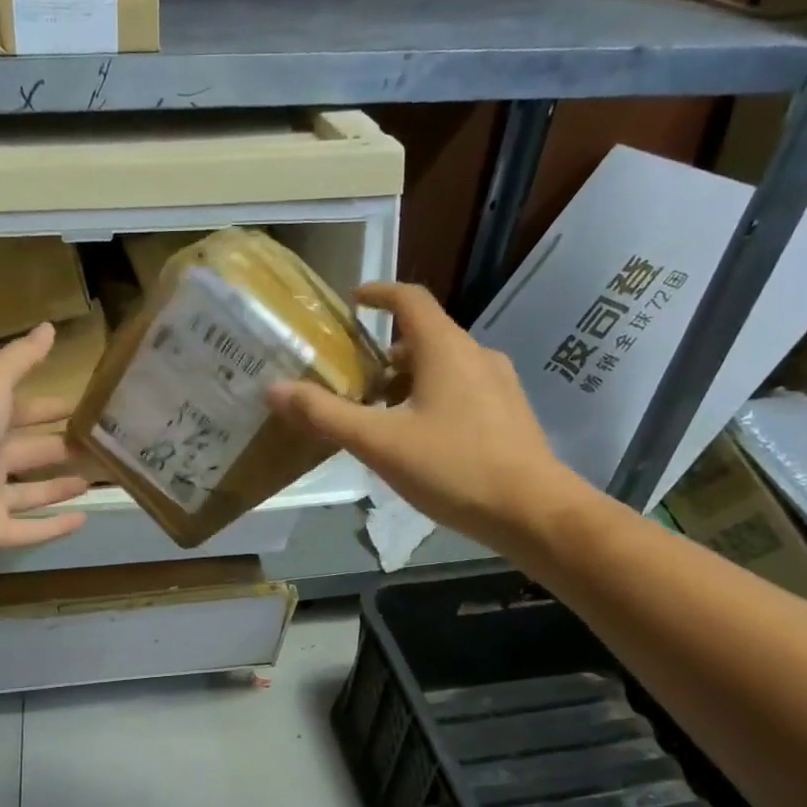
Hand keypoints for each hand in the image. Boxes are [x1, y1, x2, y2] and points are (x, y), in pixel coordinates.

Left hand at [0, 322, 90, 557]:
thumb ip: (21, 358)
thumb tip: (48, 327)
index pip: (21, 411)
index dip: (49, 408)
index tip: (82, 408)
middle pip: (29, 452)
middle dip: (60, 447)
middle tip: (99, 448)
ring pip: (30, 492)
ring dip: (59, 486)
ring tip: (93, 480)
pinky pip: (28, 529)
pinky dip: (54, 526)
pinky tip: (84, 518)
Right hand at [266, 282, 583, 553]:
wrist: (534, 512)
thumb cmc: (454, 467)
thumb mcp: (379, 442)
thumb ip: (325, 414)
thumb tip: (273, 389)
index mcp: (446, 349)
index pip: (410, 299)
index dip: (378, 293)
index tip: (352, 300)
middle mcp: (476, 356)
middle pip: (423, 338)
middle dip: (383, 354)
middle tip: (350, 381)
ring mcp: (498, 385)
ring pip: (442, 368)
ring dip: (405, 381)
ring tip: (376, 416)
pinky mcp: (509, 414)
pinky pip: (461, 391)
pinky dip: (430, 400)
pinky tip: (416, 441)